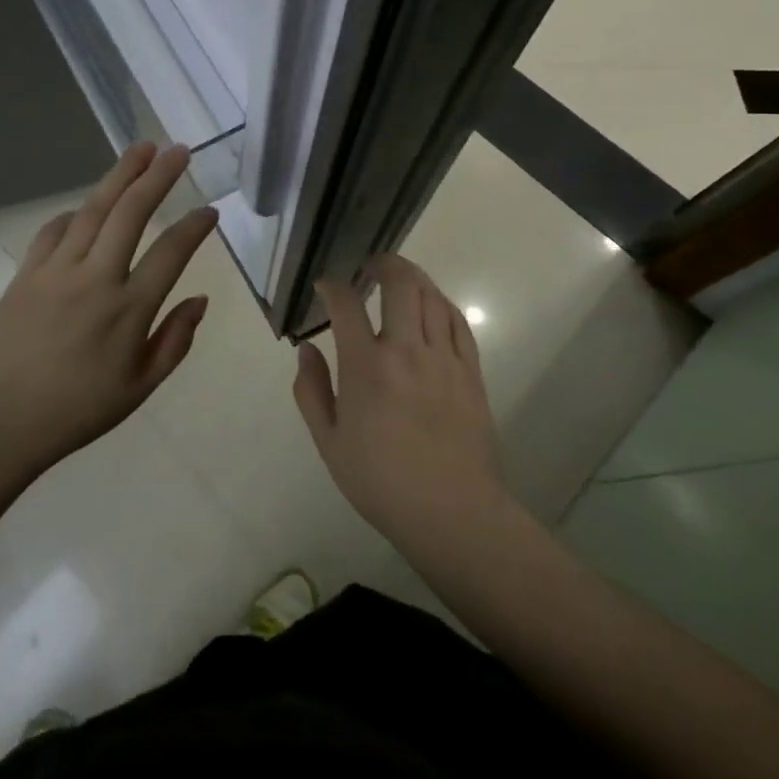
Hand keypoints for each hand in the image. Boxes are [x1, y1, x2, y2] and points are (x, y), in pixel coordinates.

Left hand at [0, 142, 217, 479]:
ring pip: (94, 209)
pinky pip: (54, 230)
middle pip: (132, 213)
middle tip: (178, 150)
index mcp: (129, 310)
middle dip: (158, 176)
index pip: (171, 252)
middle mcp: (96, 278)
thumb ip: (175, 341)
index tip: (210, 210)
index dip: (195, 227)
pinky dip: (74, 213)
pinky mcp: (26, 272)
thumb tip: (200, 299)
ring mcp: (57, 270)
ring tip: (140, 149)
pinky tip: (86, 206)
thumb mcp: (139, 389)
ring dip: (119, 175)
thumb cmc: (76, 412)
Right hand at [293, 255, 508, 557]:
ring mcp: (444, 358)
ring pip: (431, 297)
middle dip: (384, 264)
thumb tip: (307, 349)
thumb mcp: (329, 442)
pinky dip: (442, 304)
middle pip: (400, 284)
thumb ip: (311, 390)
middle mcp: (406, 351)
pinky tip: (432, 306)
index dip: (333, 287)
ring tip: (400, 280)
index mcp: (366, 367)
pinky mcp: (471, 371)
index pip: (346, 305)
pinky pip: (458, 322)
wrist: (453, 513)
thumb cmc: (381, 481)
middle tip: (371, 267)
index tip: (326, 287)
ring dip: (413, 279)